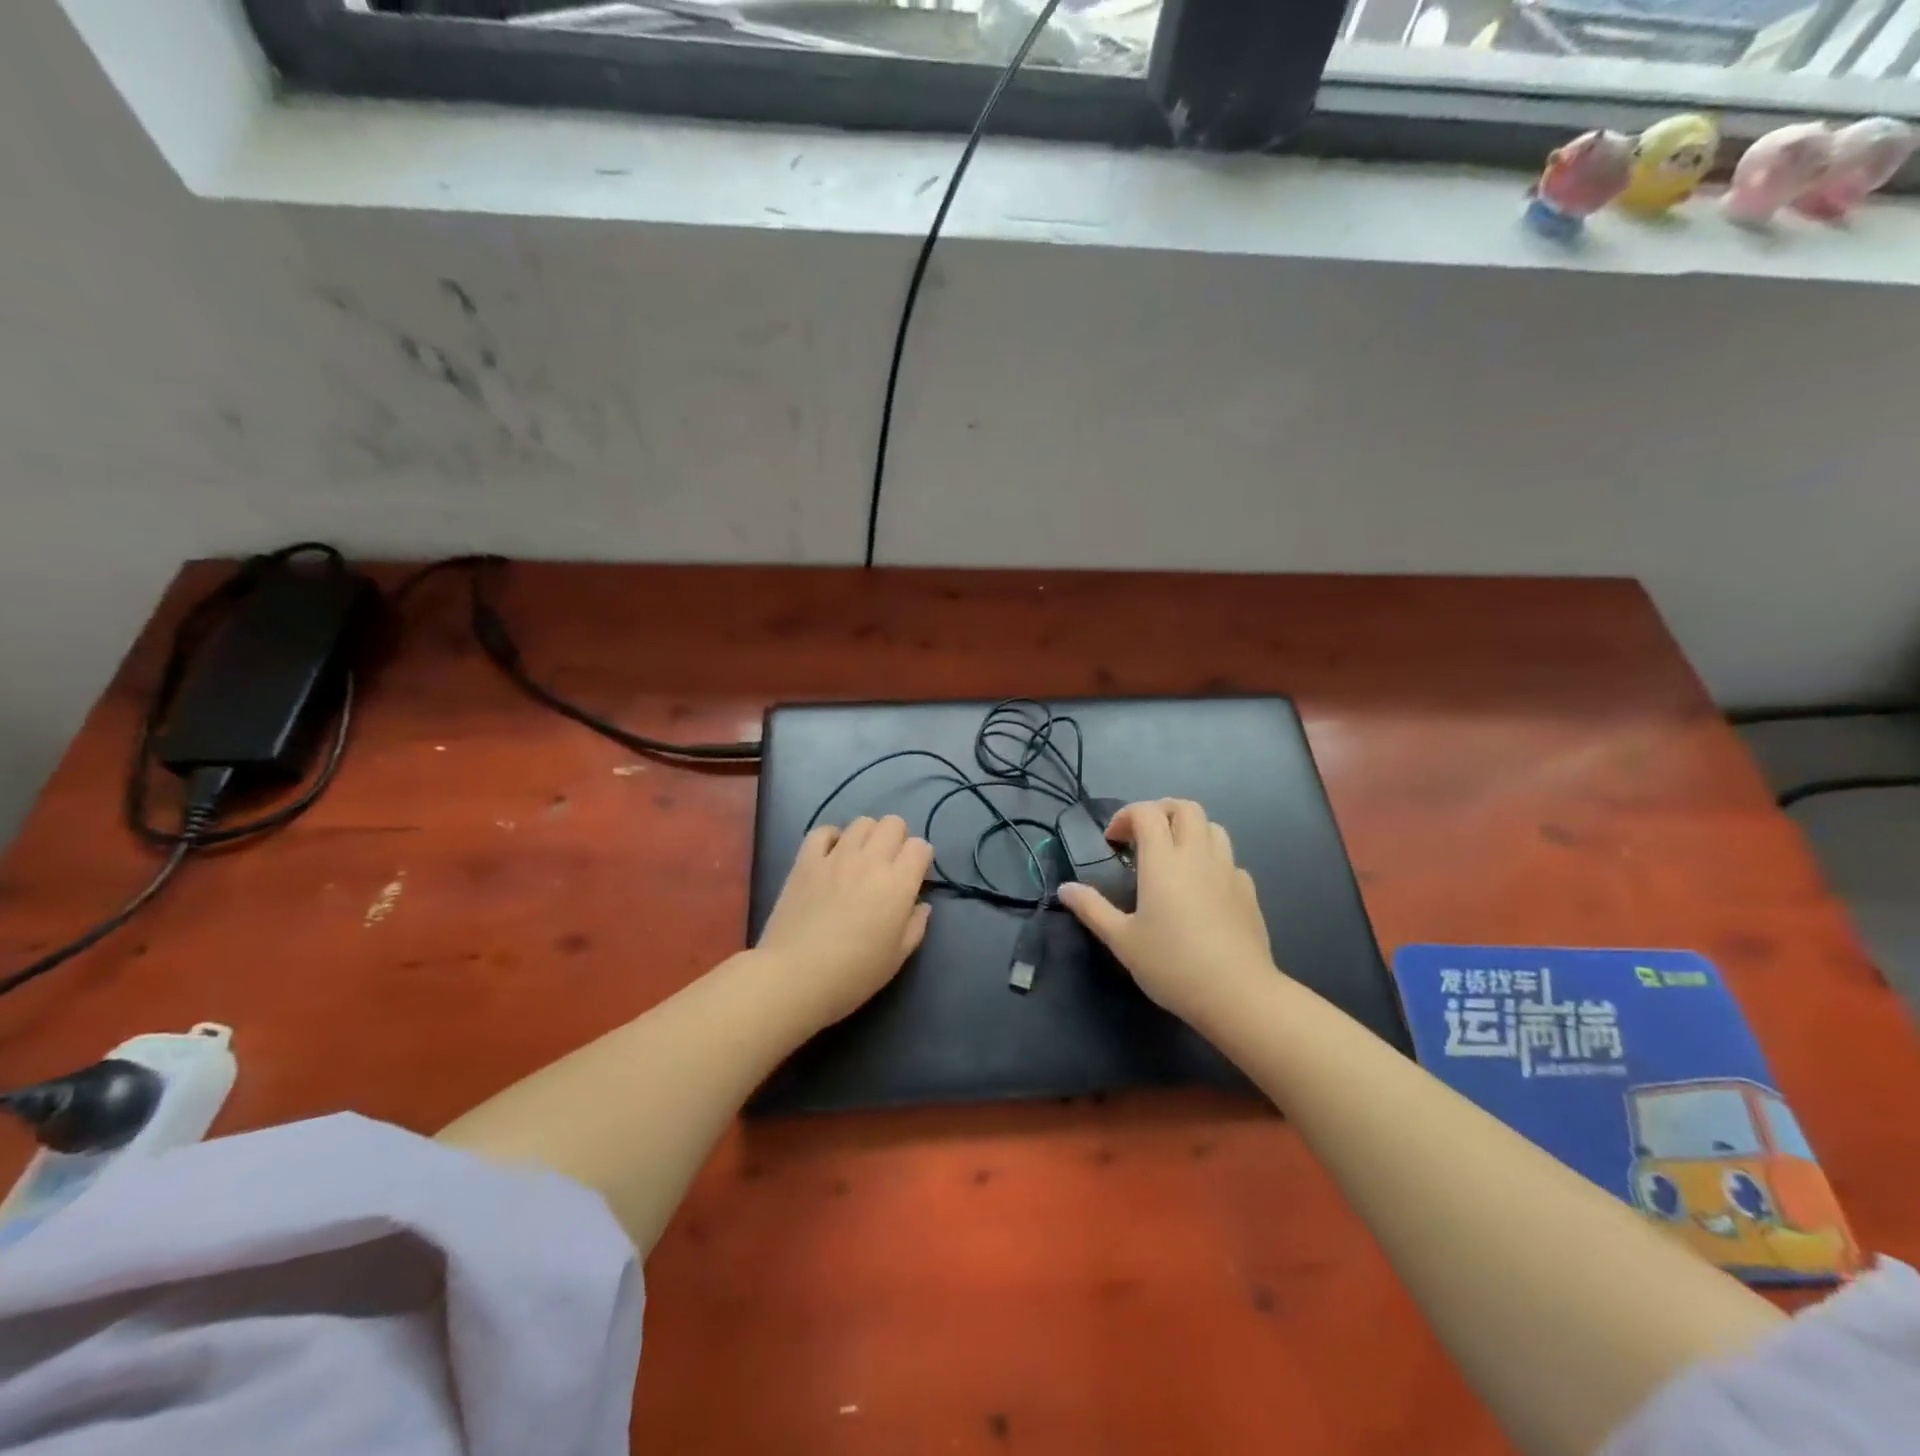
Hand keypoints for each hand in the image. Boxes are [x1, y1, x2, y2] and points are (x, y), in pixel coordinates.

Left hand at [755, 815, 933, 1028]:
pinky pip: (822, 831)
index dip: (920, 858)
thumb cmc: (854, 973)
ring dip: (868, 836)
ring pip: (861, 823)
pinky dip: (831, 838)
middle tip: (889, 864)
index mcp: (898, 883)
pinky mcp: (806, 861)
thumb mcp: (898, 957)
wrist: (796, 976)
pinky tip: (831, 856)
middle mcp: (871, 860)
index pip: (920, 846)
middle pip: (893, 823)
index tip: (914, 876)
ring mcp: (836, 857)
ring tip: (860, 858)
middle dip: (897, 839)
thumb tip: (920, 905)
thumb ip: (915, 926)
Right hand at [1057, 799, 1274, 1026]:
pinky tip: (1201, 888)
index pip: (1147, 812)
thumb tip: (1065, 888)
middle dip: (1160, 812)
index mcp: (1164, 861)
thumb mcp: (1122, 940)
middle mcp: (1198, 855)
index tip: (1112, 842)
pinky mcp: (1248, 891)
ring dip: (1188, 830)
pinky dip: (1210, 859)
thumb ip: (1092, 909)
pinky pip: (1229, 859)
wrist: (1238, 995)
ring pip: (1212, 827)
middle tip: (1142, 838)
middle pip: (1185, 808)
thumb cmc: (1172, 965)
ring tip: (1172, 856)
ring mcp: (1228, 871)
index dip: (1126, 816)